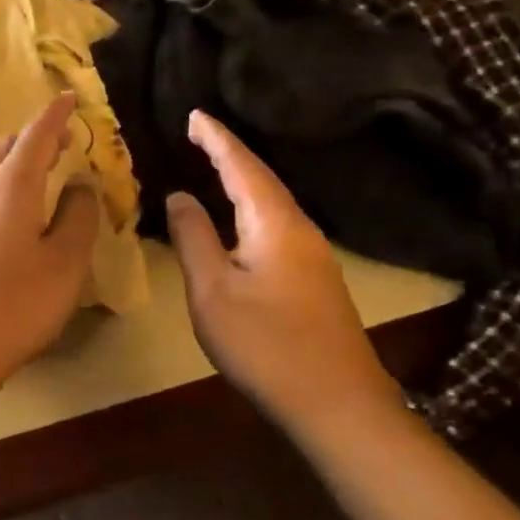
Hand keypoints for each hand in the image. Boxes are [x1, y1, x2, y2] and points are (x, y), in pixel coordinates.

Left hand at [0, 94, 99, 403]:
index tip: (70, 96)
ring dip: (18, 161)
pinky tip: (13, 211)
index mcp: (10, 183)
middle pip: (9, 146)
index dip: (56, 114)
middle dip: (37, 137)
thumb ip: (78, 215)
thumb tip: (79, 184)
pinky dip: (3, 184)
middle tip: (64, 142)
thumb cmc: (17, 302)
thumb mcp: (65, 261)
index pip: (37, 134)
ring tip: (42, 173)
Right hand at [166, 111, 398, 435]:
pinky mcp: (317, 279)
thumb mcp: (213, 292)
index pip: (241, 166)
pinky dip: (253, 205)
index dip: (217, 138)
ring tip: (215, 165)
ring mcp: (314, 255)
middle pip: (262, 178)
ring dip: (243, 178)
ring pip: (273, 201)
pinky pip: (278, 223)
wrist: (340, 406)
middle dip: (230, 152)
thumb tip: (180, 195)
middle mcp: (300, 228)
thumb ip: (194, 238)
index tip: (194, 114)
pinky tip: (243, 217)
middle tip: (200, 133)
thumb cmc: (267, 345)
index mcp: (274, 222)